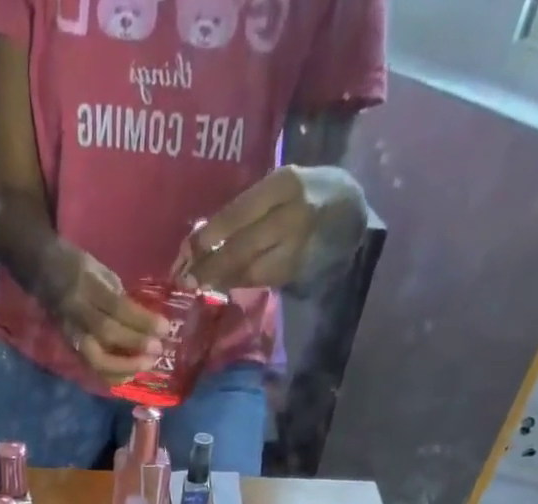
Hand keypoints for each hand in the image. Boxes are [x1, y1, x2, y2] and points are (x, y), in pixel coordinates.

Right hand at [40, 240, 167, 380]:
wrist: (41, 271)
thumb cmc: (77, 267)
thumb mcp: (101, 272)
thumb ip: (120, 297)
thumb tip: (145, 321)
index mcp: (86, 285)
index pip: (117, 307)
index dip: (141, 320)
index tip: (164, 327)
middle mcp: (76, 312)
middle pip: (106, 334)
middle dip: (134, 344)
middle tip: (158, 350)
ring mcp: (71, 333)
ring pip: (95, 358)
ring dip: (123, 367)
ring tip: (145, 366)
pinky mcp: (69, 347)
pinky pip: (91, 367)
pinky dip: (111, 375)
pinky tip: (128, 375)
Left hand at [177, 165, 367, 291]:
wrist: (351, 211)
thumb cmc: (306, 193)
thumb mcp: (279, 187)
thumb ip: (247, 207)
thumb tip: (202, 236)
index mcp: (283, 185)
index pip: (238, 214)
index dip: (209, 236)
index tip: (186, 251)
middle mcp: (292, 216)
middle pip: (242, 248)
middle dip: (210, 267)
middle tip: (186, 280)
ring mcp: (297, 247)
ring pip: (251, 271)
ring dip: (222, 280)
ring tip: (201, 284)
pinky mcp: (299, 271)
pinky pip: (262, 281)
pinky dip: (241, 284)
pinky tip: (225, 285)